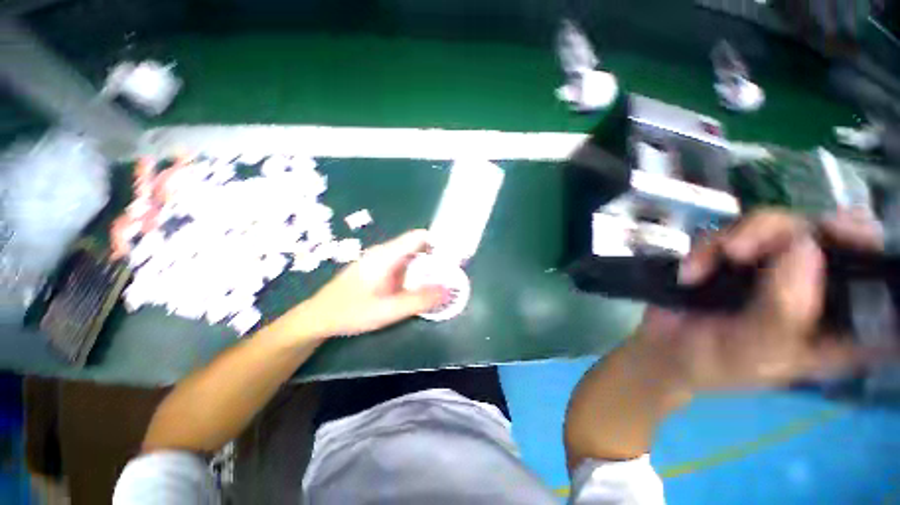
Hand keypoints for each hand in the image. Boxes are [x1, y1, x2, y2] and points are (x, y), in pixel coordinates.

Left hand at [300, 230, 446, 337]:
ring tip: (439, 284)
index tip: (454, 258)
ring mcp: (380, 260)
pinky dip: (415, 274)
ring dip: (426, 269)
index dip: (439, 242)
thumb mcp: (388, 310)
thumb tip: (448, 290)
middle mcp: (384, 252)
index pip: (419, 237)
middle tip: (450, 277)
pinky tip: (418, 290)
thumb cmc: (351, 312)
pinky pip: (403, 266)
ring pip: (411, 257)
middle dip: (436, 259)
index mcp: (387, 255)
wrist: (318, 318)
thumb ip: (420, 300)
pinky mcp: (378, 269)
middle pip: (417, 247)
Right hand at [634, 209, 883, 392]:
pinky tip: (692, 270)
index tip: (838, 232)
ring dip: (741, 236)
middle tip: (740, 250)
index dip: (870, 248)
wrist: (664, 348)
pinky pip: (735, 230)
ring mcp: (780, 268)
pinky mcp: (743, 257)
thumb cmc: (714, 364)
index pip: (880, 278)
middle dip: (785, 233)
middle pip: (829, 234)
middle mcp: (819, 288)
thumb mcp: (753, 351)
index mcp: (842, 324)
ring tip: (713, 259)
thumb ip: (783, 311)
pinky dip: (708, 246)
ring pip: (780, 224)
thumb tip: (804, 246)